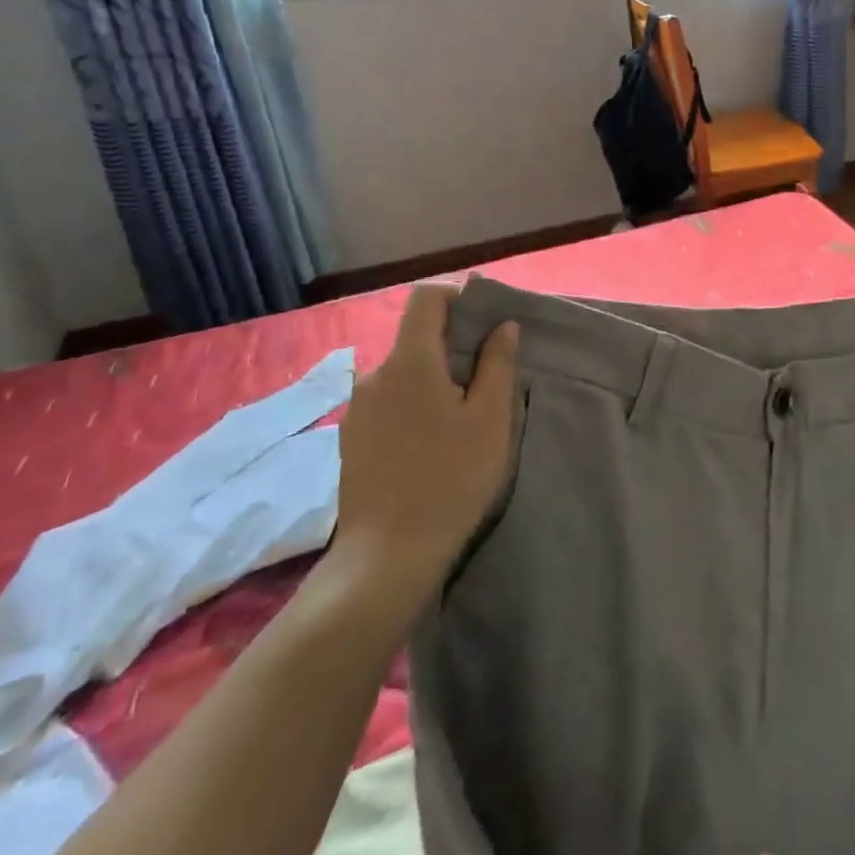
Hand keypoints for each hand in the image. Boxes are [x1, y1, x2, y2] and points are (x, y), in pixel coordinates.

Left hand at [325, 283, 519, 612]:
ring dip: (434, 377)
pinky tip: (432, 441)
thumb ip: (498, 363)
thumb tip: (501, 326)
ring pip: (404, 371)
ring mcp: (358, 409)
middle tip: (487, 377)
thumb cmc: (450, 478)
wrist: (387, 557)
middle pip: (417, 336)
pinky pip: (389, 400)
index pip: (426, 298)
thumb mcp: (491, 418)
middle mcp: (376, 375)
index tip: (486, 322)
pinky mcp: (352, 439)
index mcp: (410, 361)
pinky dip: (414, 402)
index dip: (458, 297)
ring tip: (462, 415)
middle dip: (453, 344)